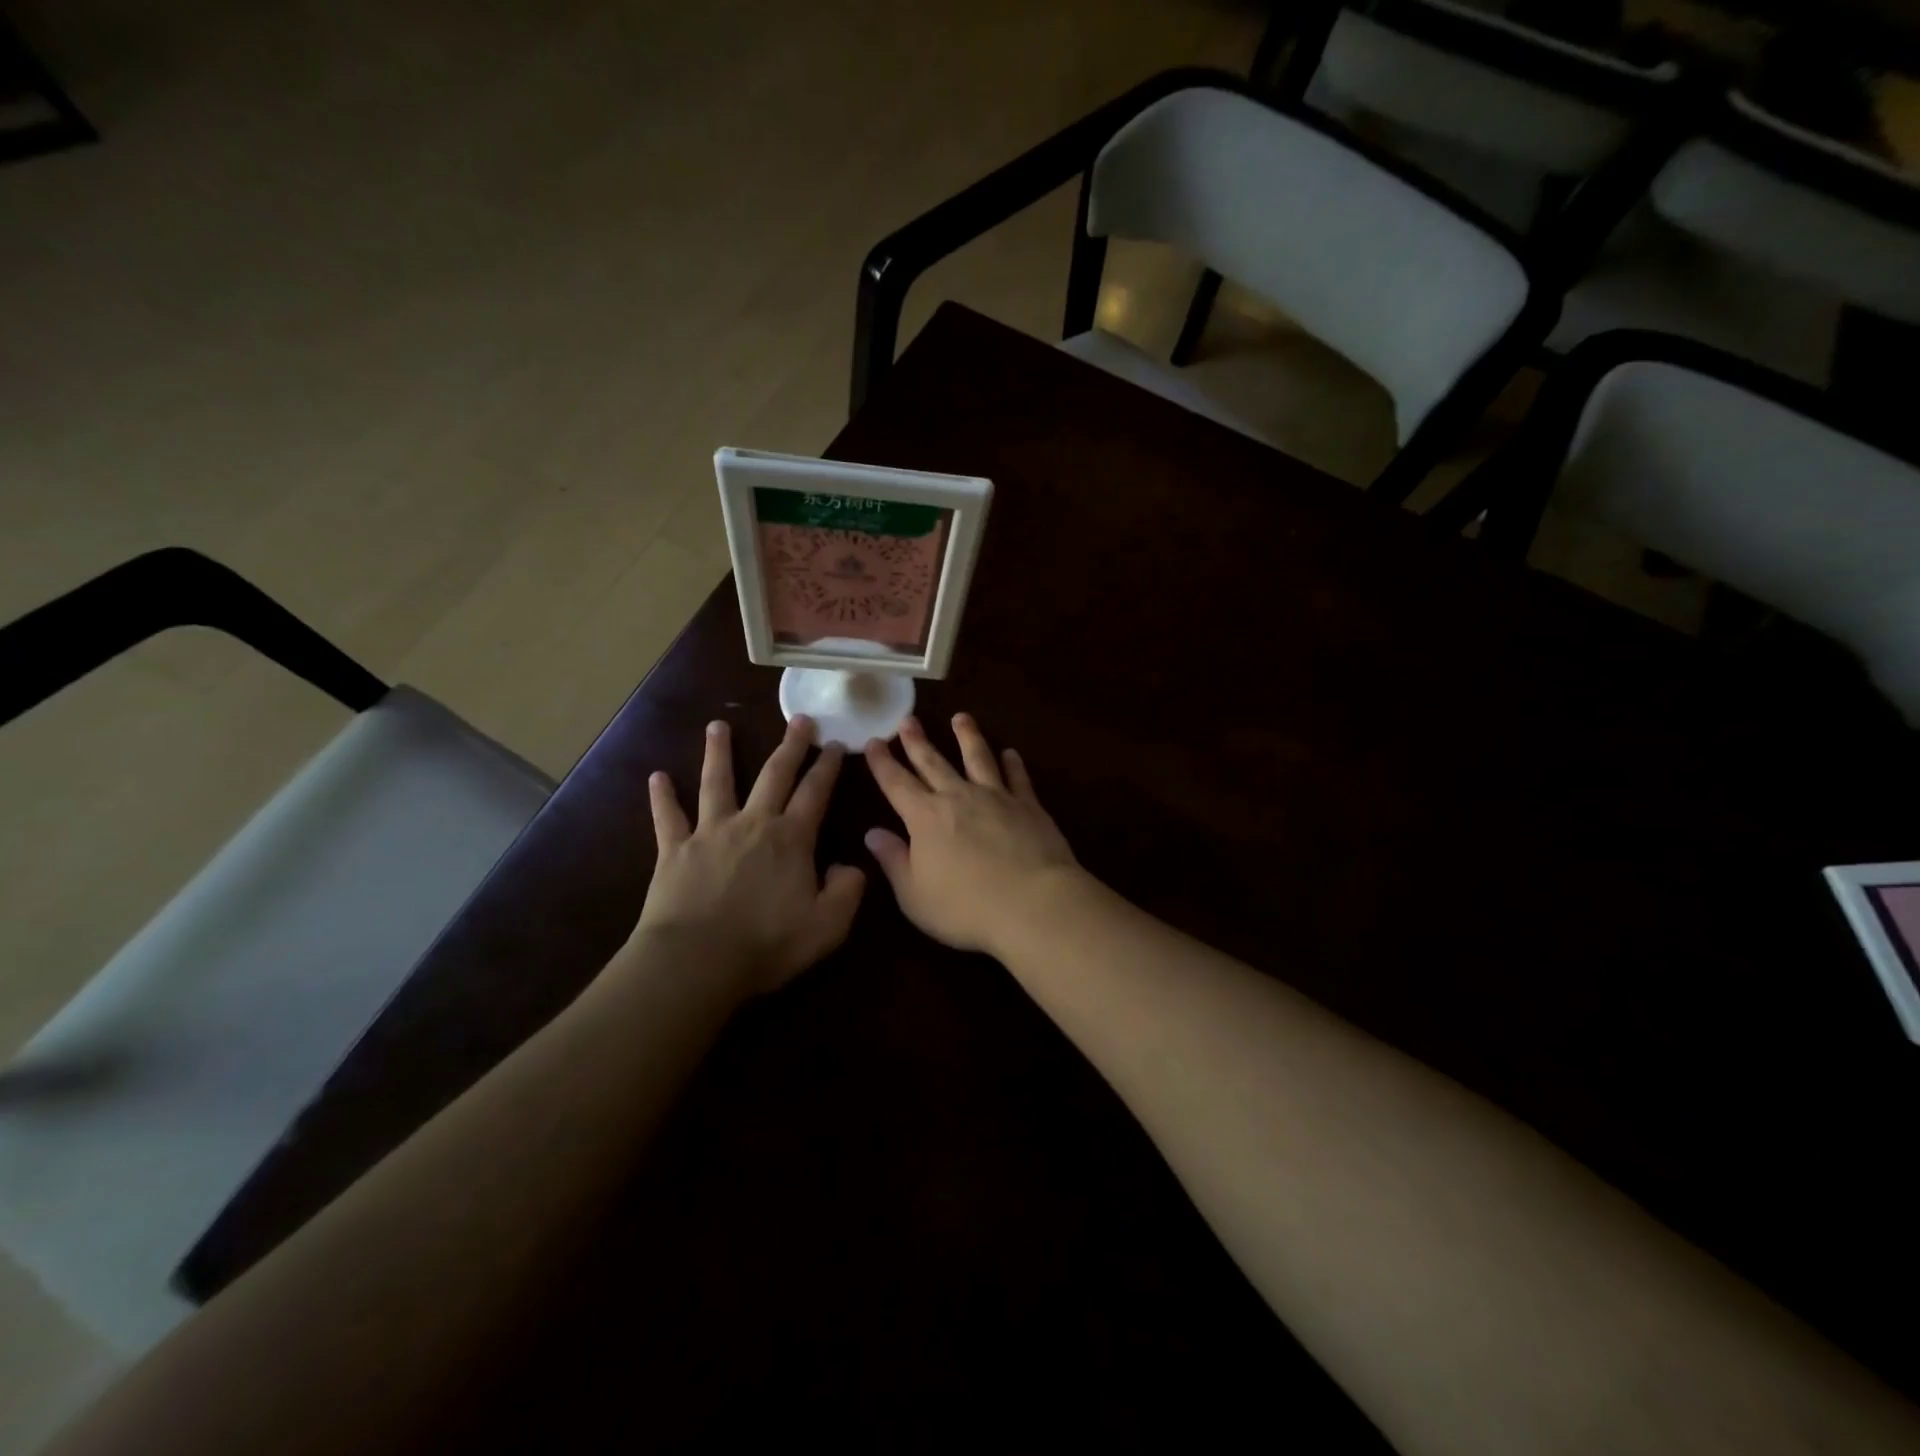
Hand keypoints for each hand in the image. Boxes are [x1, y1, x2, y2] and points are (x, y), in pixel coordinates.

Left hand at [636, 716, 864, 997]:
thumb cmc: (767, 944)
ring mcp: (710, 832)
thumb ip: (847, 891)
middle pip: (774, 774)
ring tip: (717, 726)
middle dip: (790, 745)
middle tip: (800, 719)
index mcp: (791, 839)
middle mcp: (753, 823)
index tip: (835, 744)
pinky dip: (662, 797)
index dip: (827, 767)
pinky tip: (656, 777)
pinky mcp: (674, 850)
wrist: (697, 961)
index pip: (815, 792)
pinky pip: (667, 817)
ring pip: (716, 783)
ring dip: (718, 753)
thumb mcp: (827, 926)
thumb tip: (849, 866)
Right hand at [863, 713, 1080, 957]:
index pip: (896, 783)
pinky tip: (1010, 753)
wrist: (1033, 903)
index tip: (874, 741)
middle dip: (918, 741)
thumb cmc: (965, 907)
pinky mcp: (1029, 806)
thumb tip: (872, 834)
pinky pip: (1018, 777)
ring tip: (962, 718)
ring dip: (968, 736)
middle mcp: (958, 797)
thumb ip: (894, 861)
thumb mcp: (914, 895)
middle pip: (933, 762)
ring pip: (978, 758)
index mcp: (925, 817)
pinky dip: (1013, 764)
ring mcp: (996, 797)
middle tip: (909, 719)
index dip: (882, 762)